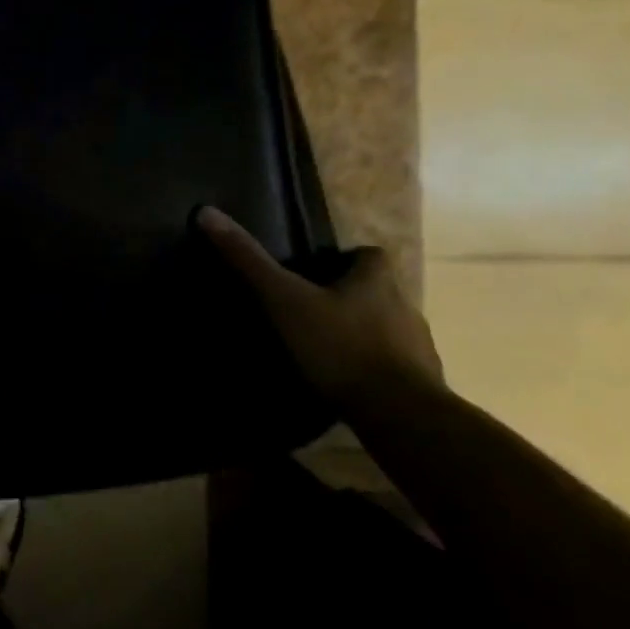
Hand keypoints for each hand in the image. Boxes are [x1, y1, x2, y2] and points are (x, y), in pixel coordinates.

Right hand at [197, 207, 441, 410]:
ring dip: (362, 333)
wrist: (401, 416)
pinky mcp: (422, 386)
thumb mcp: (285, 300)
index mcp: (376, 283)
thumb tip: (207, 213)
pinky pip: (394, 367)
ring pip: (388, 329)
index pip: (371, 255)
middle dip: (350, 297)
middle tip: (310, 307)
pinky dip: (372, 369)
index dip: (347, 257)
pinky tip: (345, 381)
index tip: (318, 268)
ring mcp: (417, 349)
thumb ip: (249, 261)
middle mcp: (404, 308)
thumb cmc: (340, 346)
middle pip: (379, 292)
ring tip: (324, 347)